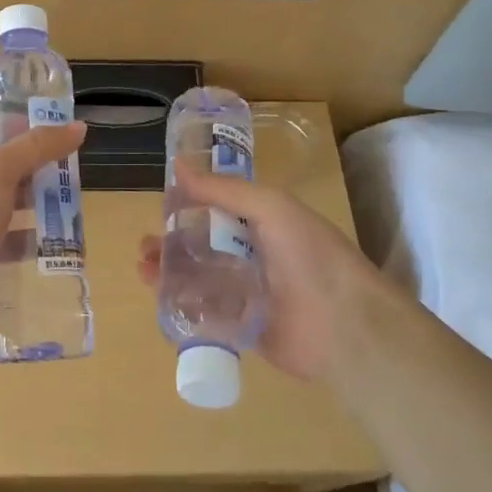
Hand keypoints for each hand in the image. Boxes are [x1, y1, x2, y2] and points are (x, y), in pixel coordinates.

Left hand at [0, 119, 86, 353]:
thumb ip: (36, 147)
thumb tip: (77, 127)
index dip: (14, 126)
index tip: (51, 127)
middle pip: (4, 170)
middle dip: (37, 167)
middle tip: (73, 167)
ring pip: (12, 208)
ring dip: (40, 205)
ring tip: (75, 205)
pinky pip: (14, 245)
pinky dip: (35, 243)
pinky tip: (60, 243)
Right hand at [137, 167, 399, 380]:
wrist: (345, 325)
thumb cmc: (309, 255)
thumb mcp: (269, 207)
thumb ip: (223, 189)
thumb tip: (177, 165)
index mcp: (262, 222)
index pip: (216, 209)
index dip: (187, 207)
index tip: (160, 207)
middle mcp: (253, 255)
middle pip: (201, 246)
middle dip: (171, 244)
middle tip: (145, 247)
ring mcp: (247, 293)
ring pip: (198, 279)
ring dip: (170, 272)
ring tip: (145, 270)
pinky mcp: (242, 327)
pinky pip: (206, 313)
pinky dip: (182, 305)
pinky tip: (161, 299)